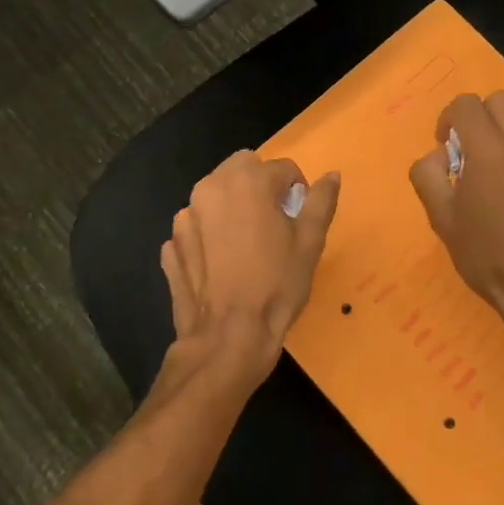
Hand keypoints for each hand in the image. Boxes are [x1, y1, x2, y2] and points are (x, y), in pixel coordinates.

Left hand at [160, 151, 340, 391]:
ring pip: (215, 196)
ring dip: (232, 208)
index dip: (296, 192)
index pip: (282, 168)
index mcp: (247, 180)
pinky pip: (197, 227)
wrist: (229, 336)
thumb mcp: (310, 242)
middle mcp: (210, 187)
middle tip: (273, 225)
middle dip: (260, 187)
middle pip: (242, 170)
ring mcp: (185, 216)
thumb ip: (321, 201)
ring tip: (245, 247)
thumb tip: (332, 175)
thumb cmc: (277, 284)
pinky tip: (222, 264)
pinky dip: (209, 235)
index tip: (298, 219)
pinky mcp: (172, 243)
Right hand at [409, 92, 503, 371]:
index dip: (448, 119)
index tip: (445, 148)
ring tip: (495, 188)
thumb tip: (438, 156)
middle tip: (469, 155)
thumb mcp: (443, 220)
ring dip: (503, 143)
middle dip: (479, 119)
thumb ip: (429, 176)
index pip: (466, 105)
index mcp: (491, 151)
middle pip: (500, 102)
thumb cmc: (489, 257)